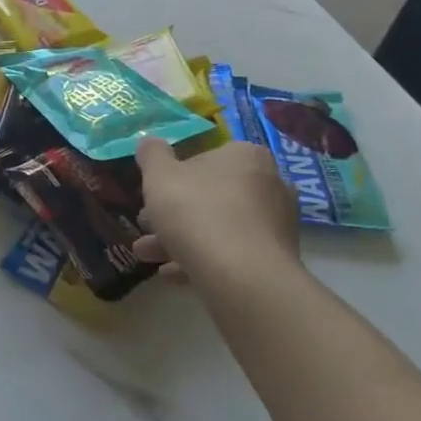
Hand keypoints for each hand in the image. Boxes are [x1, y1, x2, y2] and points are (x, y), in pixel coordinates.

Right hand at [133, 136, 300, 291]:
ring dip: (179, 239)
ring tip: (146, 255)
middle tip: (145, 225)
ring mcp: (276, 226)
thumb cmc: (198, 212)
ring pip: (218, 227)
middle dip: (173, 212)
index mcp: (246, 156)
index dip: (173, 175)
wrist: (242, 278)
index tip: (151, 193)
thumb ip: (152, 154)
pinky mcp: (276, 262)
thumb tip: (150, 142)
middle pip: (210, 195)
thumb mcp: (159, 175)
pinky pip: (231, 255)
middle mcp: (269, 185)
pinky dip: (201, 260)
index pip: (205, 157)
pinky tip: (171, 275)